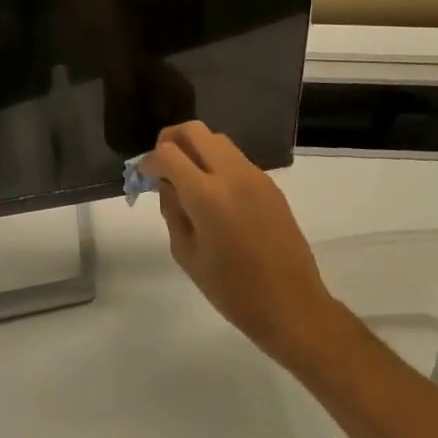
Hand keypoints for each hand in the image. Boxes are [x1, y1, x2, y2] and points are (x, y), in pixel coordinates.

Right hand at [141, 122, 338, 365]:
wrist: (293, 306)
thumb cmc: (233, 290)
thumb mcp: (186, 254)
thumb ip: (172, 211)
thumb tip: (167, 185)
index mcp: (207, 195)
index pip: (168, 153)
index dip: (150, 161)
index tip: (144, 176)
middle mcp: (232, 175)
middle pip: (195, 131)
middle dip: (171, 140)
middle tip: (162, 165)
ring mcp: (255, 177)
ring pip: (217, 140)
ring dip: (196, 149)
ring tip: (187, 178)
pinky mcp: (270, 185)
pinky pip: (236, 159)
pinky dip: (217, 163)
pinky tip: (214, 193)